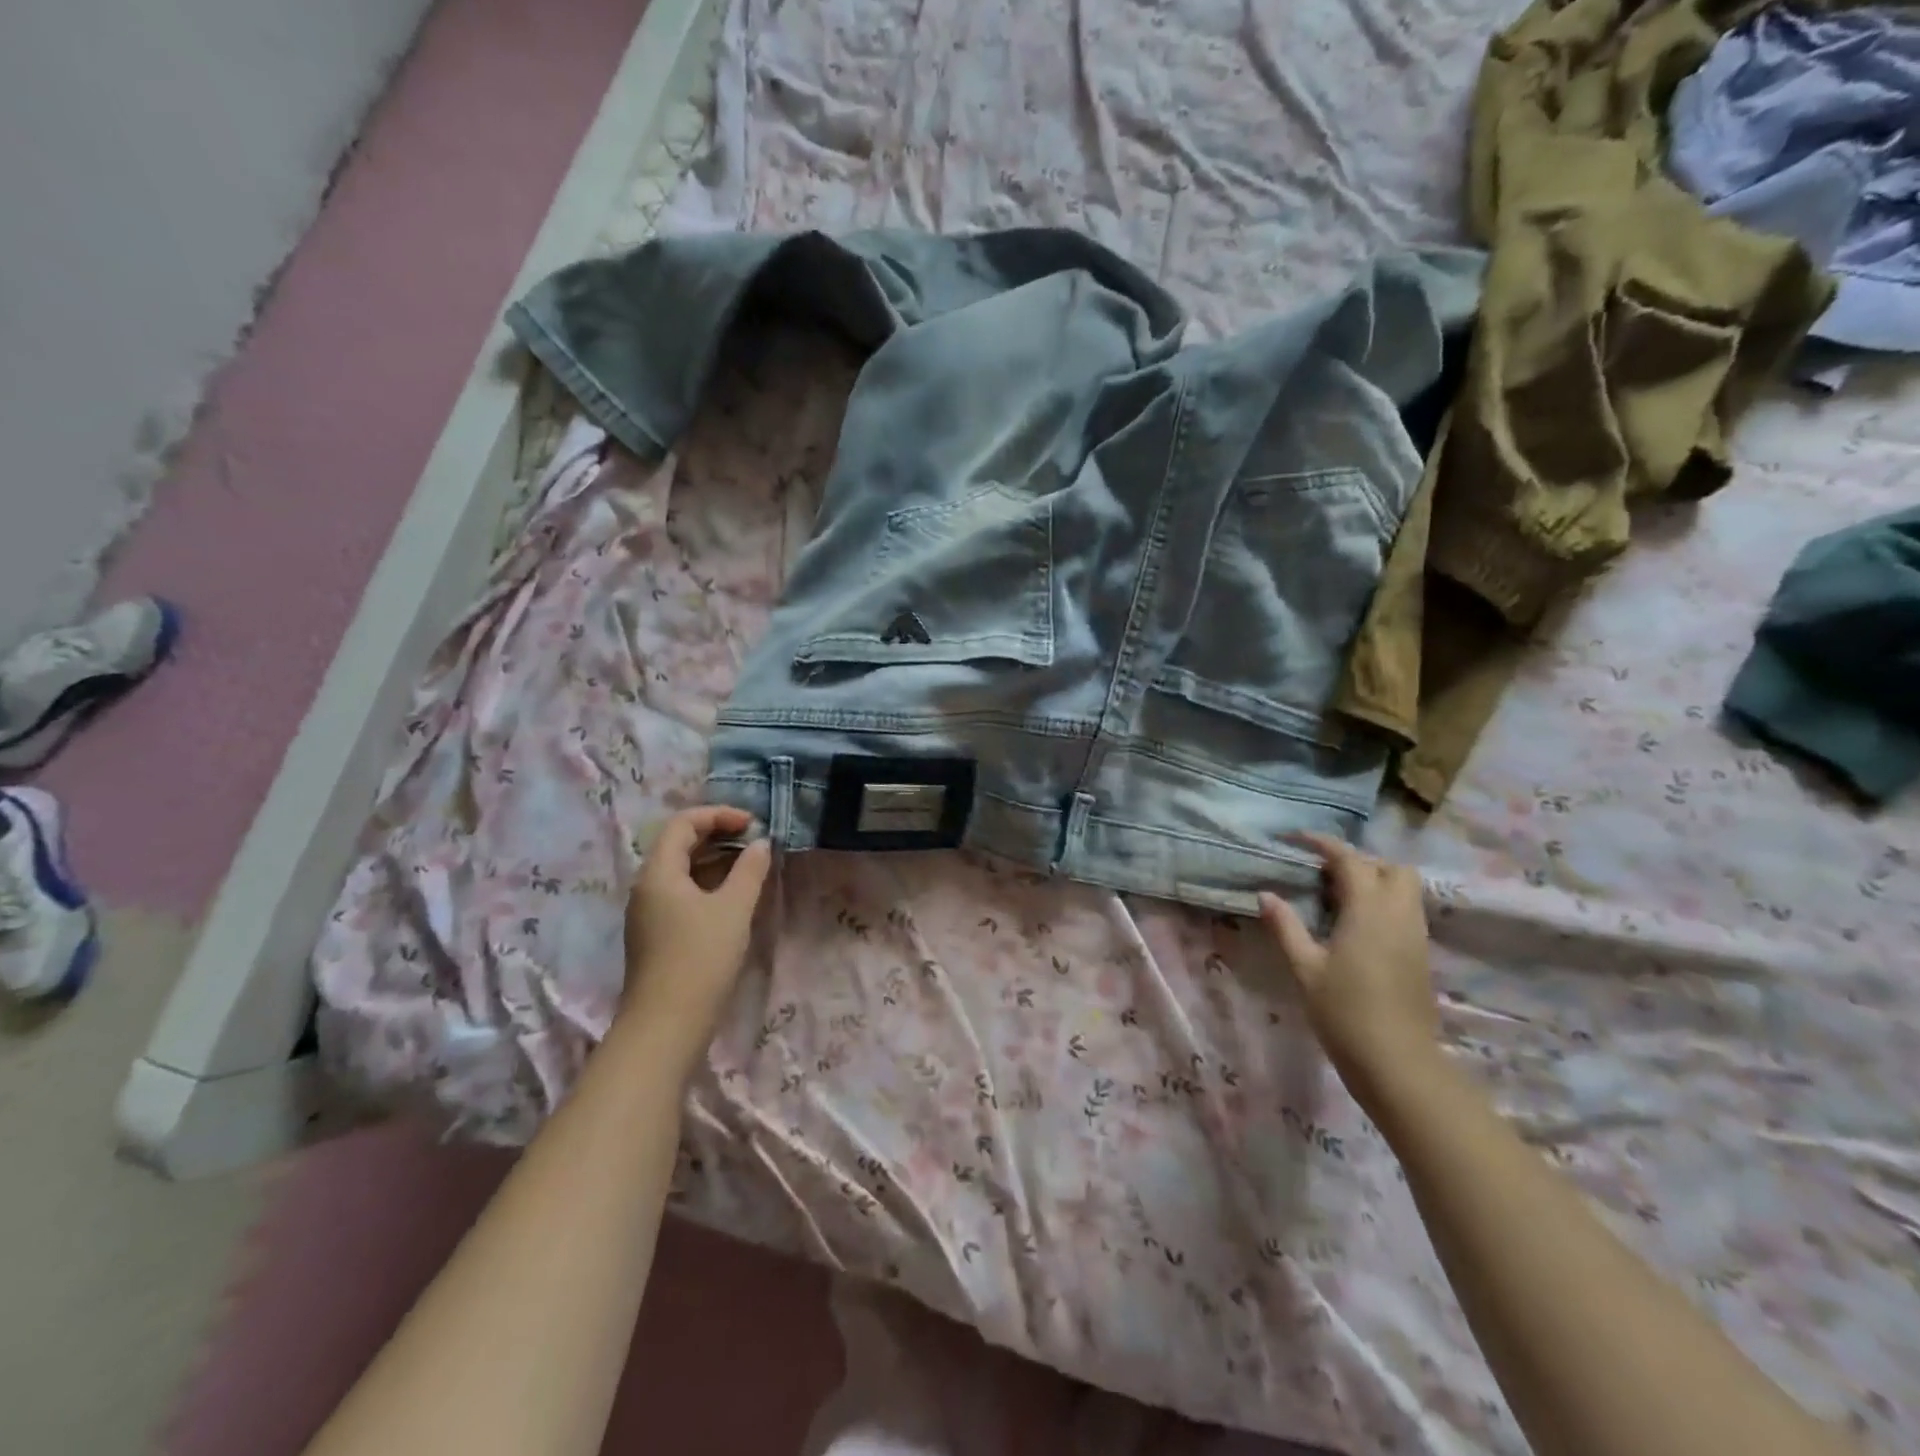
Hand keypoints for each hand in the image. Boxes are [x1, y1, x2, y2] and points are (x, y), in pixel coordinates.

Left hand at [621, 806, 771, 1048]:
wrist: (666, 1025)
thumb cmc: (700, 958)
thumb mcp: (734, 909)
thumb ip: (750, 870)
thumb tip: (762, 844)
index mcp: (658, 872)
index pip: (683, 823)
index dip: (719, 815)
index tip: (753, 824)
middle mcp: (647, 886)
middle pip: (679, 844)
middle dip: (718, 835)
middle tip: (755, 841)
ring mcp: (649, 912)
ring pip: (682, 871)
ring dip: (716, 860)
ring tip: (751, 866)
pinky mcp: (657, 934)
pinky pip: (682, 893)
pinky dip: (708, 884)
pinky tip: (734, 897)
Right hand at [1258, 832, 1438, 1105]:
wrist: (1398, 1064)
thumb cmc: (1345, 1013)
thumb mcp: (1305, 968)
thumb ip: (1285, 926)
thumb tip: (1266, 895)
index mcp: (1369, 910)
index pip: (1350, 860)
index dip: (1322, 844)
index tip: (1295, 839)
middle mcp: (1399, 914)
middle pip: (1390, 867)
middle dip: (1359, 860)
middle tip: (1322, 873)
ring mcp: (1416, 935)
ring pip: (1404, 889)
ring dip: (1374, 880)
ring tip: (1335, 896)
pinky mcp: (1421, 955)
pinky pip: (1405, 911)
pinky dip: (1383, 902)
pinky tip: (1354, 924)